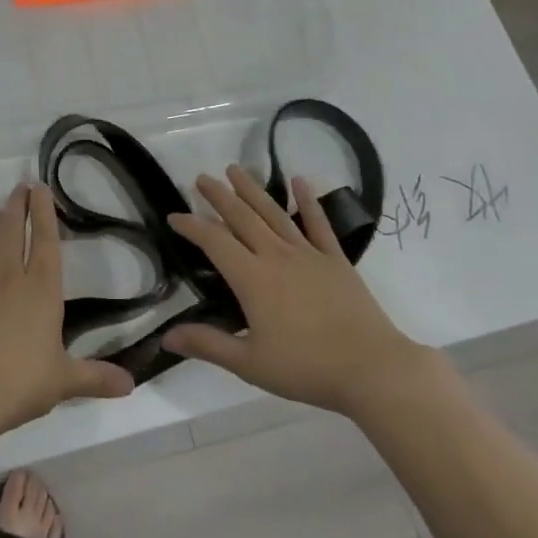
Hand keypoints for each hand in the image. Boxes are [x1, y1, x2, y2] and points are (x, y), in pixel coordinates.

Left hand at [0, 184, 133, 438]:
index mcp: (40, 289)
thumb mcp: (64, 382)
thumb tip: (131, 385)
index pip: (44, 239)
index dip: (44, 211)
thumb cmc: (19, 382)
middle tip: (19, 187)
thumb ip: (96, 378)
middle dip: (17, 206)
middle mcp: (8, 279)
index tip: (40, 186)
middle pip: (12, 231)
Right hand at [164, 166, 432, 415]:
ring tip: (236, 170)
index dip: (192, 225)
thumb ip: (208, 344)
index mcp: (252, 278)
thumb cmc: (306, 368)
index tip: (173, 215)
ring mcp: (308, 254)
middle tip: (201, 178)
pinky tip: (299, 181)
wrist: (372, 368)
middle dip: (219, 196)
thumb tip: (166, 336)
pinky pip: (318, 224)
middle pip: (242, 217)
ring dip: (252, 190)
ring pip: (274, 213)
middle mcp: (276, 256)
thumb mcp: (250, 363)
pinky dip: (308, 201)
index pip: (214, 241)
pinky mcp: (335, 260)